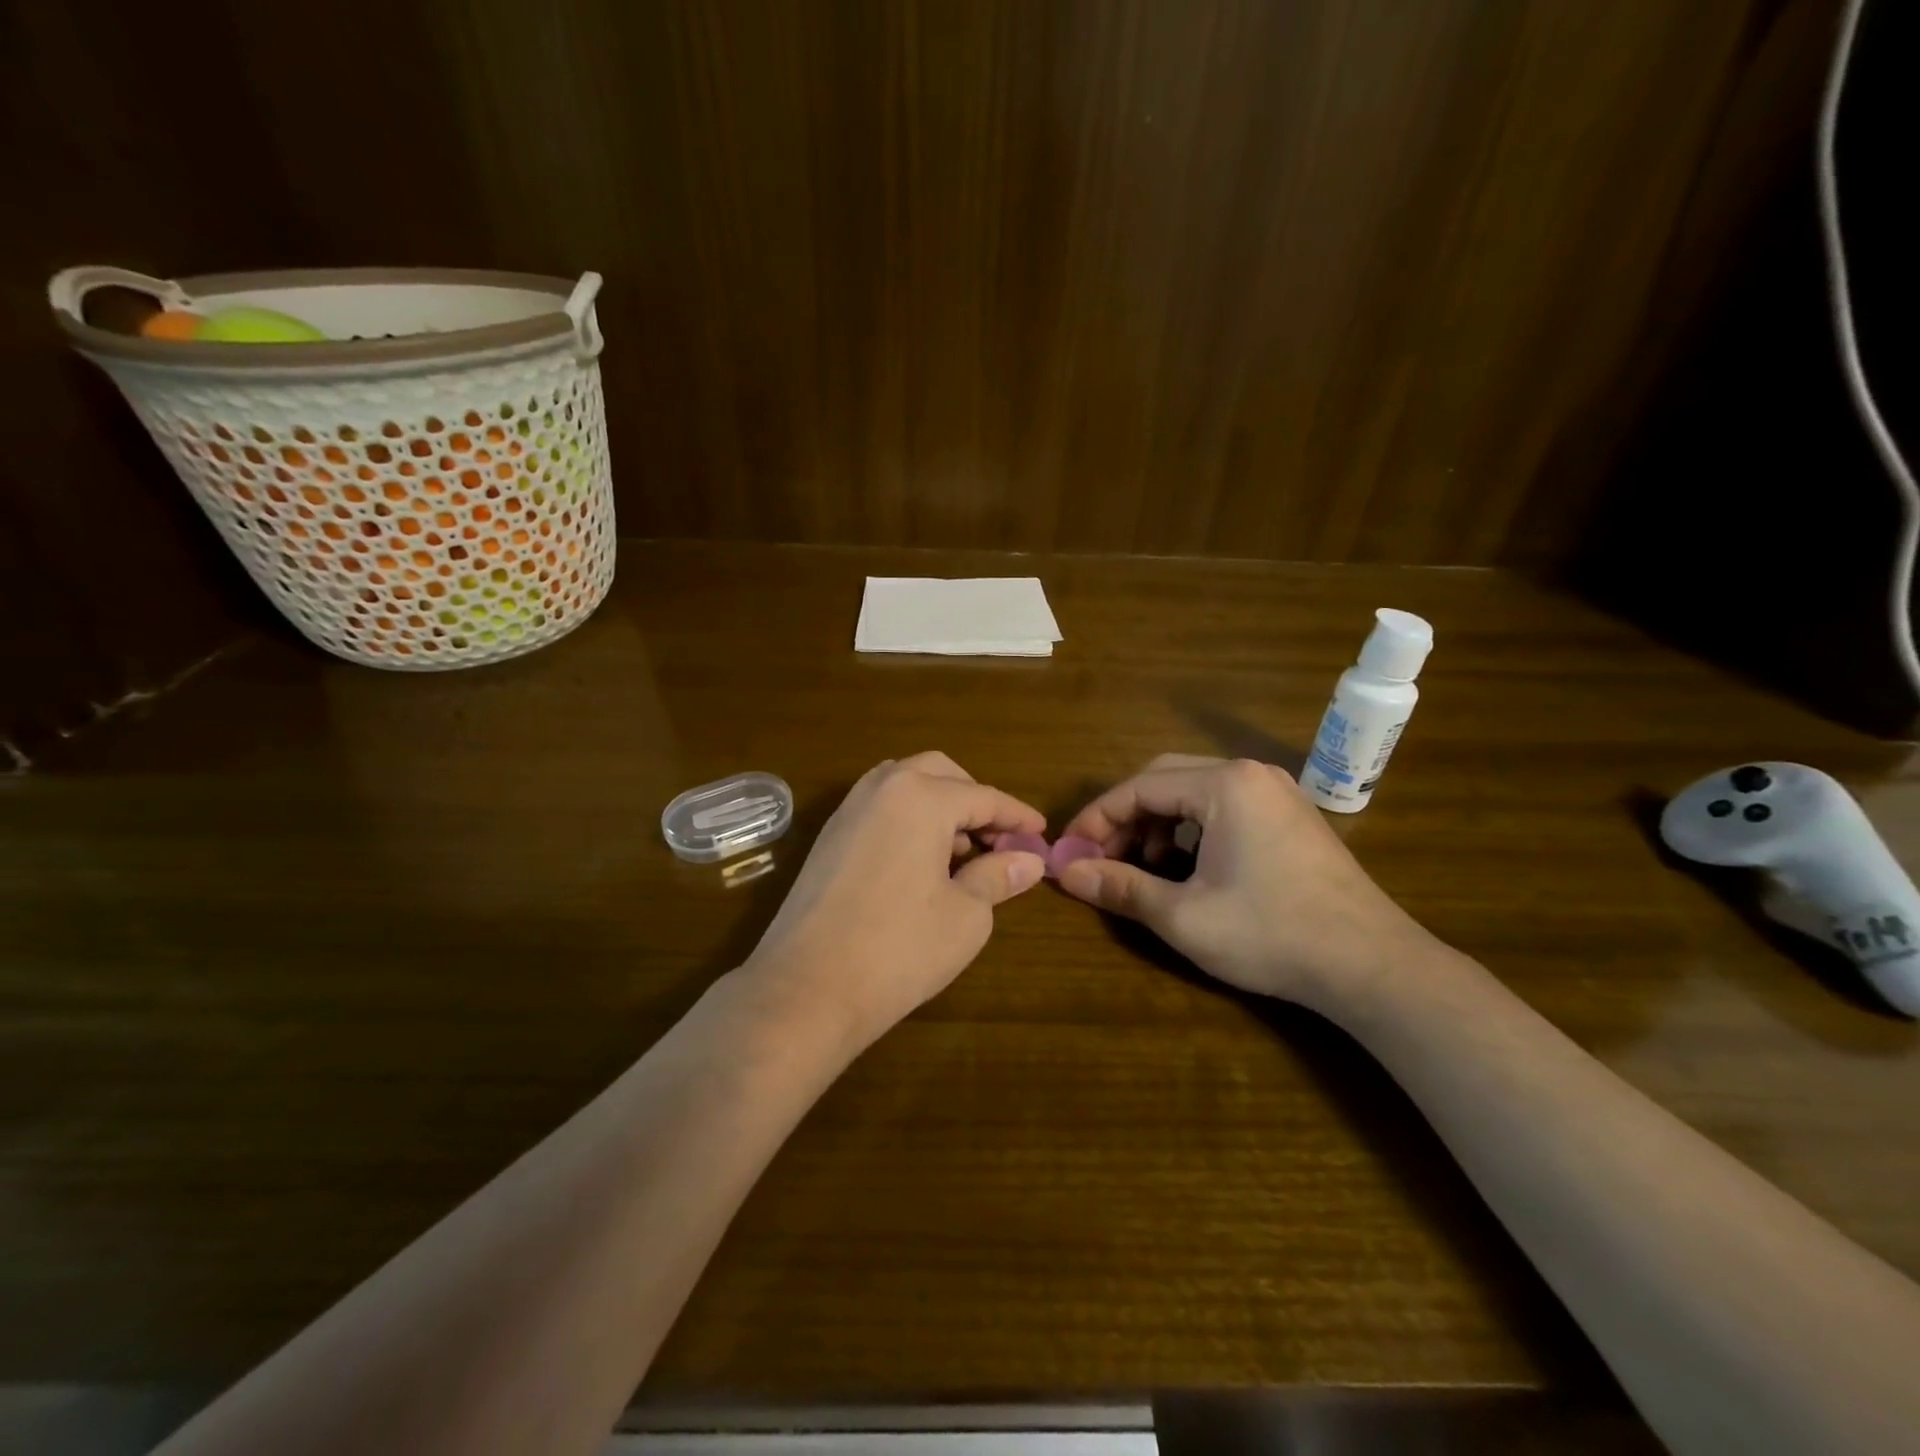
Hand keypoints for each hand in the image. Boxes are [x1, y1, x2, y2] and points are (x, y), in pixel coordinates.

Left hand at [741, 753, 1049, 1051]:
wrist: (807, 987)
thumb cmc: (899, 949)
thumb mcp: (966, 915)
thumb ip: (998, 876)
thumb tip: (1029, 860)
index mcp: (921, 796)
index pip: (984, 796)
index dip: (1017, 816)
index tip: (1041, 834)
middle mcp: (882, 788)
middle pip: (941, 774)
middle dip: (975, 800)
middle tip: (998, 839)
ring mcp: (848, 809)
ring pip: (905, 784)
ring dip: (939, 805)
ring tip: (959, 851)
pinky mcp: (828, 836)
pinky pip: (879, 808)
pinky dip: (908, 818)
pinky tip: (919, 862)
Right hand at [1057, 754, 1438, 1007]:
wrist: (1372, 965)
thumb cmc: (1270, 934)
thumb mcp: (1182, 916)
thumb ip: (1119, 887)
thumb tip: (1064, 873)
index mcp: (1223, 784)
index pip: (1138, 787)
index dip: (1096, 818)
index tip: (1069, 850)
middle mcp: (1250, 774)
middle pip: (1164, 779)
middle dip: (1125, 818)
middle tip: (1101, 857)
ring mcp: (1276, 792)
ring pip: (1194, 791)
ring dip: (1158, 823)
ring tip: (1143, 866)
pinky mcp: (1290, 815)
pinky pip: (1224, 806)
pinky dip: (1192, 828)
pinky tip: (1187, 866)